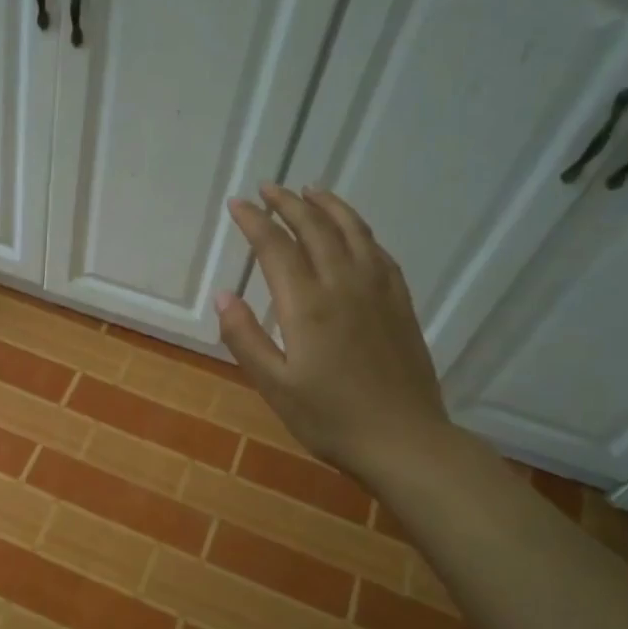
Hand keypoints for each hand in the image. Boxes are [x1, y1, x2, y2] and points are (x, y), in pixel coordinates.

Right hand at [216, 185, 451, 483]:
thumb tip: (223, 294)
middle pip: (315, 228)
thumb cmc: (330, 418)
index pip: (275, 247)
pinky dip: (360, 231)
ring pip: (353, 231)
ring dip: (328, 206)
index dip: (254, 221)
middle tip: (268, 188)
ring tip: (310, 191)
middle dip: (288, 203)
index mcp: (308, 305)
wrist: (404, 440)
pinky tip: (353, 231)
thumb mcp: (274, 386)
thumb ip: (245, 337)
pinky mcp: (400, 303)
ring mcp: (378, 291)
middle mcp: (344, 285)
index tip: (237, 204)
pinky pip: (379, 252)